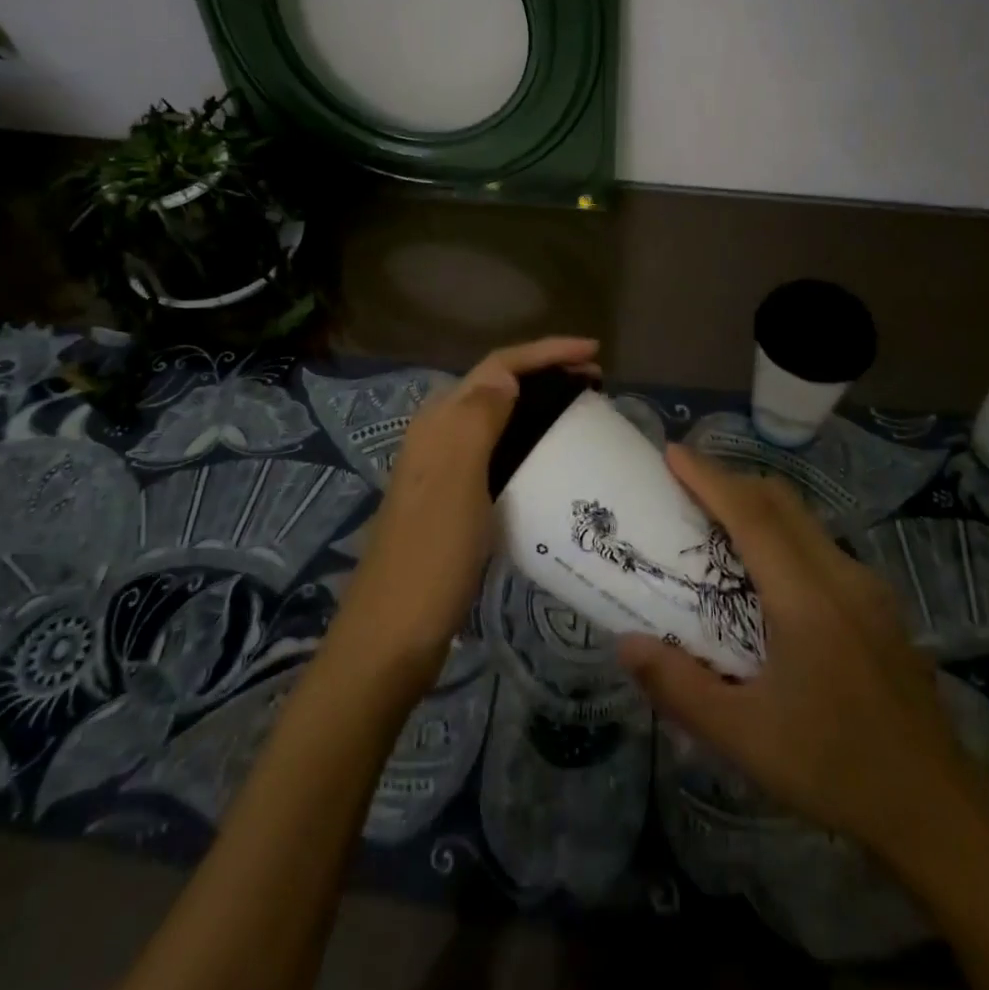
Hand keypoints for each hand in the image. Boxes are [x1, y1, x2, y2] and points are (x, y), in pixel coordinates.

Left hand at [331, 336, 599, 687]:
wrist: (392, 637)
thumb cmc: (430, 558)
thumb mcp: (457, 483)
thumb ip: (478, 420)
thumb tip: (506, 376)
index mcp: (440, 423)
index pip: (497, 367)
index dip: (545, 352)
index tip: (594, 353)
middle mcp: (439, 436)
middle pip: (497, 386)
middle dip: (545, 373)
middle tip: (596, 383)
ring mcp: (445, 469)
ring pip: (498, 417)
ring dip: (538, 404)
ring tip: (582, 411)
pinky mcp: (454, 499)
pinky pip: (498, 451)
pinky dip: (528, 440)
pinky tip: (551, 458)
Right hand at [618, 446, 974, 872]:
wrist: (938, 810)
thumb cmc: (834, 768)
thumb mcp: (745, 738)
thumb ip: (680, 687)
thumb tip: (626, 644)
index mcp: (806, 598)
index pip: (751, 515)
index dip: (710, 478)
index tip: (673, 452)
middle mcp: (840, 576)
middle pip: (781, 502)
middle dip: (731, 480)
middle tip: (686, 482)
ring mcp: (867, 587)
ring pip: (805, 520)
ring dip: (759, 505)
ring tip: (717, 521)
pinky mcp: (879, 605)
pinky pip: (821, 546)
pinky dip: (783, 533)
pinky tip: (767, 573)